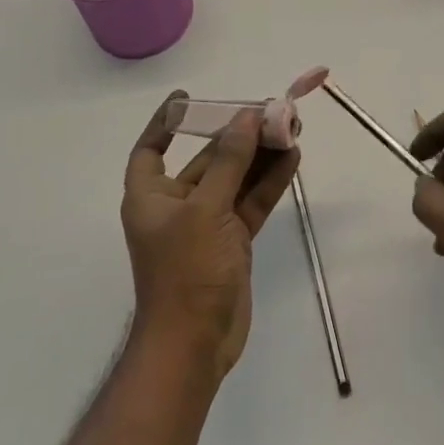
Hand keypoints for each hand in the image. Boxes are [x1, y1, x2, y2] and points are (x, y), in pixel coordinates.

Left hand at [122, 92, 299, 381]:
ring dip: (260, 154)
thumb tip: (246, 117)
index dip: (165, 122)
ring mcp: (207, 223)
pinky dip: (269, 181)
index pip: (151, 149)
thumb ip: (229, 161)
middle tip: (270, 110)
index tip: (187, 97)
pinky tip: (292, 158)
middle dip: (238, 134)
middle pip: (208, 158)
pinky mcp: (232, 241)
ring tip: (290, 128)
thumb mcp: (206, 209)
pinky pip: (251, 201)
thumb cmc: (186, 272)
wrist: (195, 347)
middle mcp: (177, 205)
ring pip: (236, 177)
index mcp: (151, 196)